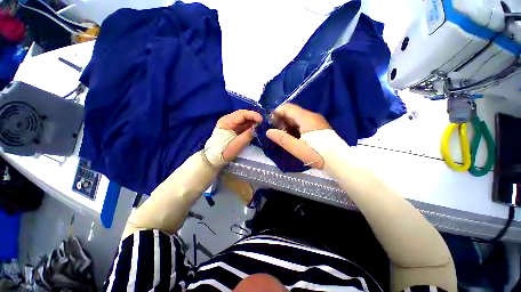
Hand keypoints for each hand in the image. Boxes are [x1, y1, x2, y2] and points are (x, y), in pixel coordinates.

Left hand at [217, 110, 262, 161]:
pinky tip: (256, 128)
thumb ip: (247, 135)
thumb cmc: (223, 152)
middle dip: (254, 118)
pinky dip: (250, 126)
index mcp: (226, 122)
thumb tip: (258, 128)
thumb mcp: (236, 145)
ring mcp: (231, 124)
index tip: (262, 120)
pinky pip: (244, 125)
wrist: (214, 158)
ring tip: (262, 126)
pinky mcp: (234, 128)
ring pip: (244, 120)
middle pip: (243, 115)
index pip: (241, 114)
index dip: (253, 115)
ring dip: (253, 122)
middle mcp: (228, 120)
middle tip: (264, 123)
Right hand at [266, 103, 330, 168]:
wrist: (339, 161)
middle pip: (292, 112)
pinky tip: (293, 137)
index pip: (287, 107)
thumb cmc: (318, 154)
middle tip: (276, 132)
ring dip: (288, 124)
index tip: (270, 124)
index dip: (276, 113)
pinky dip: (295, 127)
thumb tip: (268, 131)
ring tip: (283, 136)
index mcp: (307, 118)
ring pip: (297, 117)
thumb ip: (282, 139)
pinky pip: (303, 122)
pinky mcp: (318, 126)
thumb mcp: (298, 148)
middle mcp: (312, 116)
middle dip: (281, 120)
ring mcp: (316, 121)